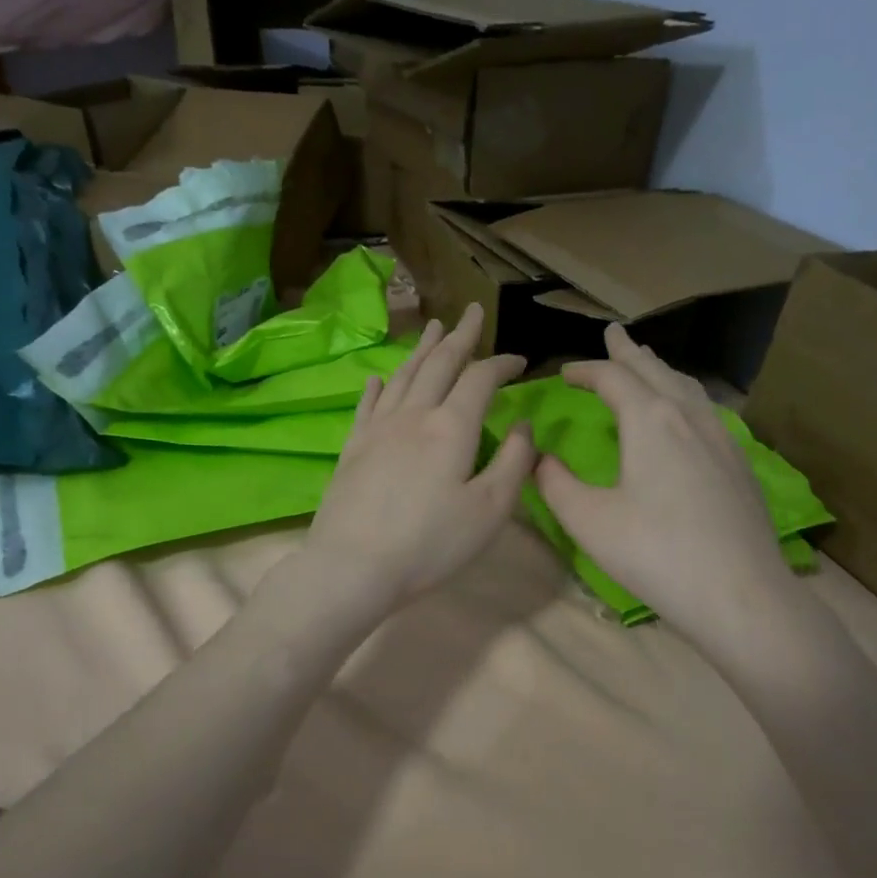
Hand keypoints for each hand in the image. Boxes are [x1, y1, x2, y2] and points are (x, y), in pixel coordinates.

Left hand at [298, 304, 535, 616]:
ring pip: (403, 376)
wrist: (353, 565)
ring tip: (432, 327)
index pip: (481, 379)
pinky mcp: (353, 447)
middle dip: (459, 336)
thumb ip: (514, 463)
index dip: (501, 364)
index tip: (519, 360)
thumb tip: (524, 425)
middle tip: (470, 312)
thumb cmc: (430, 544)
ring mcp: (378, 429)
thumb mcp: (489, 510)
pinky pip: (367, 404)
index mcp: (451, 427)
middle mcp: (413, 415)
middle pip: (439, 364)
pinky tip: (378, 377)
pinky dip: (377, 386)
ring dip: (421, 349)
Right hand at [538, 324, 800, 646]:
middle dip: (629, 353)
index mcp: (650, 420)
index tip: (564, 371)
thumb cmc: (655, 553)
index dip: (585, 370)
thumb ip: (555, 483)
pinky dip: (684, 396)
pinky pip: (706, 411)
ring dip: (661, 371)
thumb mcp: (588, 520)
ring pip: (687, 388)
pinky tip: (686, 414)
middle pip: (655, 371)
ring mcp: (722, 438)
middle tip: (614, 335)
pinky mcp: (739, 464)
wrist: (739, 593)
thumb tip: (538, 458)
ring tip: (648, 364)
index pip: (613, 378)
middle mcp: (689, 417)